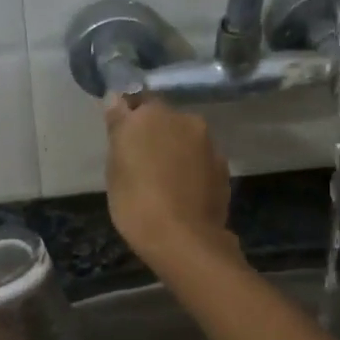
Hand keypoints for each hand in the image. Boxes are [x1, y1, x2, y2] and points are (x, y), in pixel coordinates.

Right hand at [104, 95, 234, 271]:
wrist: (184, 240)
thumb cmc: (136, 203)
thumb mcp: (115, 168)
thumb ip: (119, 130)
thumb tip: (117, 99)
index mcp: (151, 115)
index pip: (136, 99)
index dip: (129, 117)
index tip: (122, 138)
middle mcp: (184, 119)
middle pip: (165, 119)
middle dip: (155, 134)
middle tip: (141, 164)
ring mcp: (208, 143)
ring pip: (186, 139)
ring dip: (176, 151)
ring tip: (164, 182)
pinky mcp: (223, 166)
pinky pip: (200, 160)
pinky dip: (192, 169)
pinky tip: (183, 193)